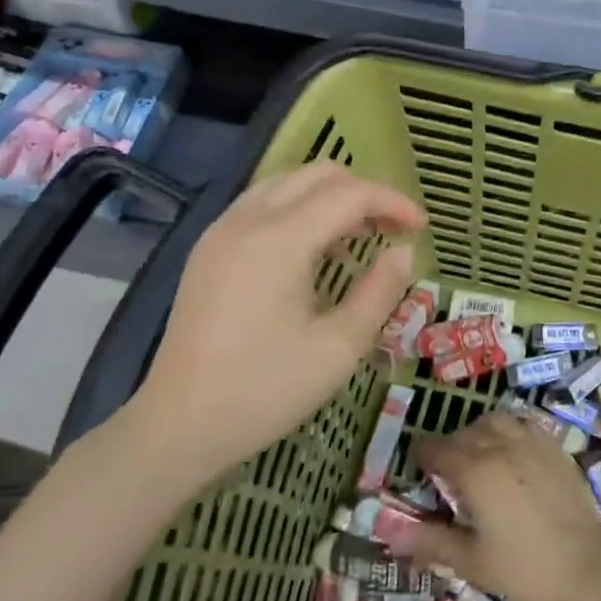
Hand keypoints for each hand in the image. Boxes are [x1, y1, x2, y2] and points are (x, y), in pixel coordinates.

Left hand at [126, 162, 424, 472]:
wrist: (179, 426)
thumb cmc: (265, 391)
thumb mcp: (339, 348)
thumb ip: (380, 291)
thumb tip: (403, 252)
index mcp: (279, 240)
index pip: (349, 194)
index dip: (392, 202)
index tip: (421, 228)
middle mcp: (247, 220)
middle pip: (316, 174)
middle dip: (363, 191)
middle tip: (391, 229)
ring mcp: (221, 231)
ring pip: (287, 182)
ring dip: (330, 196)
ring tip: (359, 235)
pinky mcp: (208, 249)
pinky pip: (263, 203)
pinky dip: (299, 208)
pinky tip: (315, 248)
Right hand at [410, 413, 600, 600]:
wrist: (587, 569)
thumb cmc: (524, 570)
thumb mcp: (472, 561)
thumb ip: (432, 541)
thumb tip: (393, 534)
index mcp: (476, 472)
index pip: (438, 450)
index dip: (423, 455)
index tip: (417, 465)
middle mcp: (502, 447)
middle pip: (466, 433)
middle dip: (449, 445)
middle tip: (445, 469)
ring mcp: (533, 444)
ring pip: (496, 421)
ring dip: (479, 432)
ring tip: (477, 454)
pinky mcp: (556, 449)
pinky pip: (525, 426)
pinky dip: (509, 431)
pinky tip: (511, 453)